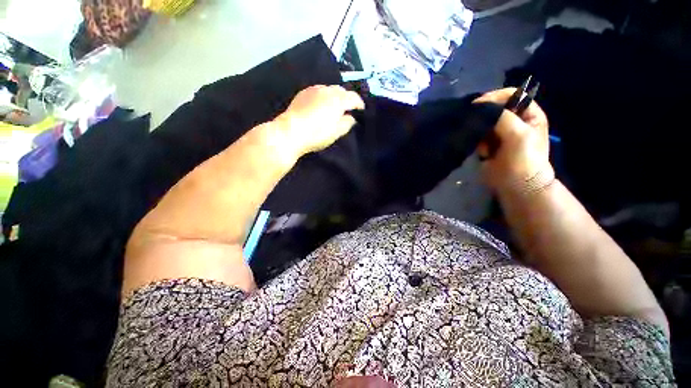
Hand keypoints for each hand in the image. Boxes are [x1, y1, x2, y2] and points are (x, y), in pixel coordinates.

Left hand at [274, 85, 364, 154]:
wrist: (290, 132)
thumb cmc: (316, 134)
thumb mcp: (336, 132)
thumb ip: (347, 123)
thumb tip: (351, 118)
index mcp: (337, 100)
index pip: (353, 98)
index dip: (359, 103)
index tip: (361, 109)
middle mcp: (326, 91)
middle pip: (341, 90)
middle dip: (347, 98)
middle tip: (348, 108)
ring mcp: (313, 90)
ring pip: (329, 89)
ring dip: (335, 96)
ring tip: (334, 106)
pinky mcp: (303, 93)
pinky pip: (318, 91)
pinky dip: (324, 96)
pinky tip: (321, 104)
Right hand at [475, 88, 553, 193]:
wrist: (517, 186)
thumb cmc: (524, 160)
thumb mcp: (518, 134)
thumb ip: (501, 117)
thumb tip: (478, 106)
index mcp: (529, 113)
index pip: (511, 95)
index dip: (495, 97)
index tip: (478, 105)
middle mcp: (514, 120)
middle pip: (494, 109)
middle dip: (485, 118)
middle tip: (480, 128)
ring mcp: (501, 133)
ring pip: (484, 123)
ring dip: (481, 133)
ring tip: (485, 147)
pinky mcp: (489, 144)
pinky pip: (479, 136)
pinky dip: (478, 143)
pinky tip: (483, 153)